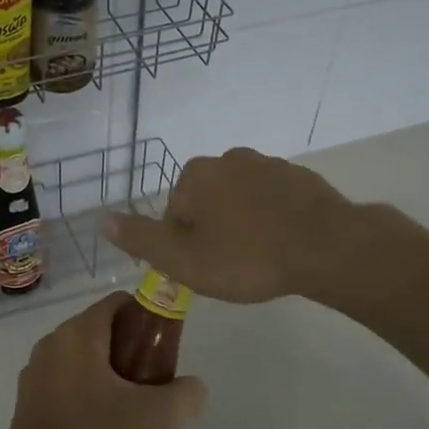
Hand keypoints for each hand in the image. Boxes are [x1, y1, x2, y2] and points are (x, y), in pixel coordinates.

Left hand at [2, 293, 206, 428]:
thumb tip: (192, 387)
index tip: (162, 351)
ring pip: (82, 358)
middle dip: (129, 351)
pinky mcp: (26, 399)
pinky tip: (98, 426)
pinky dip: (84, 392)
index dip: (146, 320)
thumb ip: (185, 395)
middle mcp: (51, 343)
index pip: (118, 303)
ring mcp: (34, 371)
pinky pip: (64, 381)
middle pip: (100, 331)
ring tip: (127, 410)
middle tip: (150, 385)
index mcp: (78, 334)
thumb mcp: (155, 418)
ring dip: (107, 374)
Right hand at [101, 147, 368, 303]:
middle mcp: (229, 159)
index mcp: (196, 175)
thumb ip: (140, 238)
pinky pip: (273, 200)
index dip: (184, 245)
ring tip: (260, 258)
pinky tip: (285, 245)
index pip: (174, 213)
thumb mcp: (183, 259)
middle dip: (213, 230)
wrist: (327, 247)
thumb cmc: (247, 257)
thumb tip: (101, 218)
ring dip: (243, 223)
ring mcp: (268, 164)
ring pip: (241, 199)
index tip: (204, 269)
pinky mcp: (301, 177)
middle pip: (207, 202)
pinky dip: (273, 218)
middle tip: (231, 267)